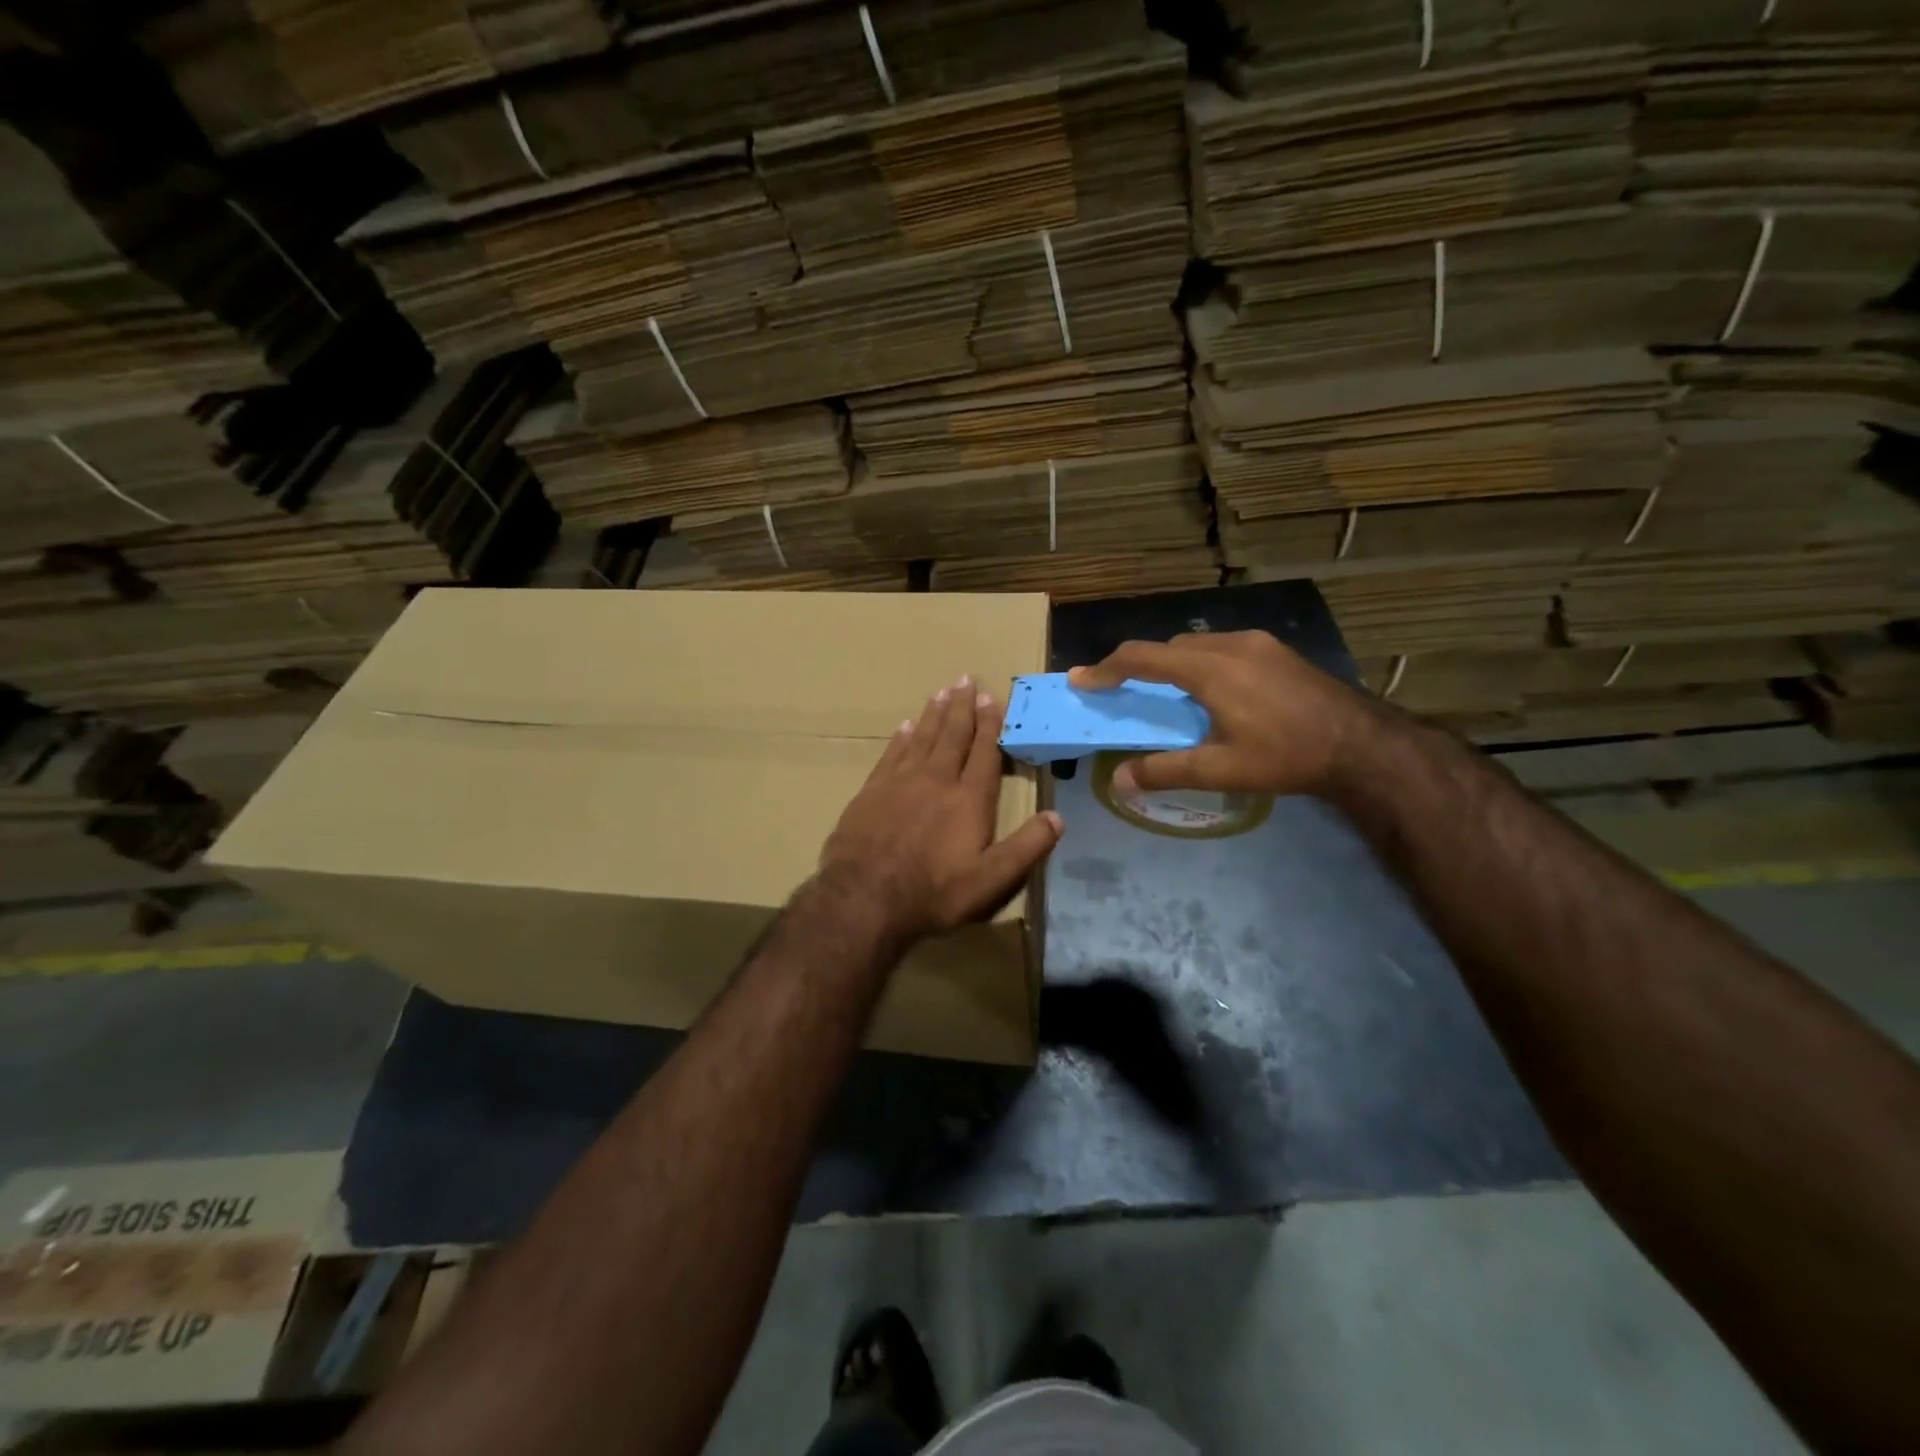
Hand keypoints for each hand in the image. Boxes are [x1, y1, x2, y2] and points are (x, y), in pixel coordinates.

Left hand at [820, 674, 1062, 940]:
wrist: (865, 896)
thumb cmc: (934, 891)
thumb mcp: (991, 880)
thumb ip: (1026, 848)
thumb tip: (1058, 817)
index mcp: (969, 799)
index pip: (984, 752)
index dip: (990, 724)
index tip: (991, 697)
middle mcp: (937, 780)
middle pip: (952, 735)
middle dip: (962, 707)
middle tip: (966, 679)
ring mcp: (901, 782)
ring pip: (922, 738)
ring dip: (934, 714)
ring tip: (942, 691)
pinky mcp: (872, 790)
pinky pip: (892, 753)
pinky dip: (902, 737)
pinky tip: (906, 726)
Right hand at [1068, 632, 1376, 797]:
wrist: (1363, 744)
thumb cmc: (1286, 756)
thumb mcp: (1221, 770)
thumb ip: (1165, 771)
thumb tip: (1119, 781)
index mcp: (1209, 669)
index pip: (1142, 658)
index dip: (1106, 669)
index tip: (1081, 680)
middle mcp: (1230, 645)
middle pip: (1168, 647)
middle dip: (1139, 666)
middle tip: (1123, 692)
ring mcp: (1258, 644)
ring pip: (1197, 645)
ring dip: (1172, 664)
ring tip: (1169, 696)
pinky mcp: (1278, 651)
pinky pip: (1224, 648)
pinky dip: (1201, 664)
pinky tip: (1215, 694)